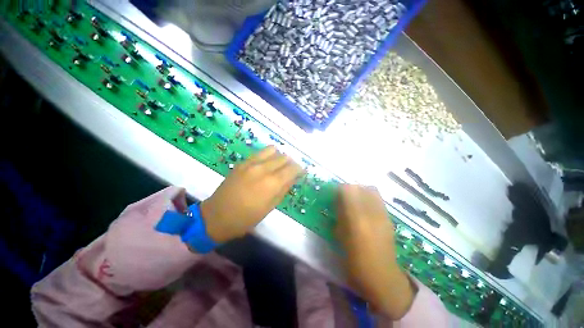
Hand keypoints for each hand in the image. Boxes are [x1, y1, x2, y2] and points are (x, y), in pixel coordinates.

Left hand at [201, 146, 303, 242]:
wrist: (217, 215)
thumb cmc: (246, 218)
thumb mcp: (269, 207)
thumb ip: (283, 190)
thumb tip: (293, 178)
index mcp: (272, 183)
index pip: (293, 168)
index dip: (300, 169)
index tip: (302, 172)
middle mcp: (263, 169)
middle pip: (284, 157)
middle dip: (290, 163)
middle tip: (290, 171)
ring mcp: (251, 163)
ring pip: (272, 150)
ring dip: (279, 156)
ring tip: (278, 166)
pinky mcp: (242, 162)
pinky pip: (259, 153)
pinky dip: (267, 156)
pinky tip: (266, 164)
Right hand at [336, 185, 416, 319]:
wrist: (382, 276)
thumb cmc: (355, 261)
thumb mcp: (341, 237)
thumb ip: (340, 215)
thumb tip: (337, 201)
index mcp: (357, 219)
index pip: (348, 190)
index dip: (340, 189)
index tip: (335, 194)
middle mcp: (372, 213)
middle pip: (361, 187)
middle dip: (350, 188)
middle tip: (344, 196)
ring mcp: (383, 215)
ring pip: (372, 191)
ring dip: (361, 191)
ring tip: (355, 200)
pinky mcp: (389, 218)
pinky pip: (378, 200)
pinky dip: (370, 198)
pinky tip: (365, 208)